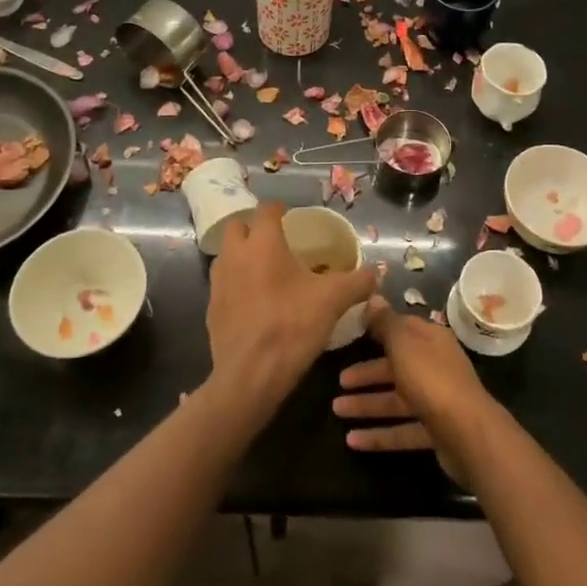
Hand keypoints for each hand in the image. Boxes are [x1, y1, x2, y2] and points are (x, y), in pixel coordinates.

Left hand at [205, 201, 375, 426]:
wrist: (251, 376)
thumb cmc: (292, 326)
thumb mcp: (333, 301)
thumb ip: (357, 282)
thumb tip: (375, 274)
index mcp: (262, 243)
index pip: (266, 210)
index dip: (279, 209)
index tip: (291, 215)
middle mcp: (234, 255)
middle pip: (237, 227)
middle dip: (254, 229)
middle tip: (276, 242)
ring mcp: (218, 283)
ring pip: (226, 255)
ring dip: (242, 256)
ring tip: (266, 271)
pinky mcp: (211, 309)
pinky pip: (223, 285)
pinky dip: (237, 285)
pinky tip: (255, 303)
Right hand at [332, 295, 503, 483]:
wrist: (469, 434)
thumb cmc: (432, 379)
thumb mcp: (404, 344)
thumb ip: (386, 323)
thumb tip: (374, 296)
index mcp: (432, 340)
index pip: (402, 328)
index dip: (378, 328)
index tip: (352, 331)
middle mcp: (436, 366)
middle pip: (396, 366)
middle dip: (367, 374)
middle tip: (338, 380)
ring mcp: (437, 400)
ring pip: (396, 400)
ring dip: (367, 405)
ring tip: (336, 410)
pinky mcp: (436, 432)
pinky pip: (403, 430)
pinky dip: (379, 435)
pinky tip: (353, 441)